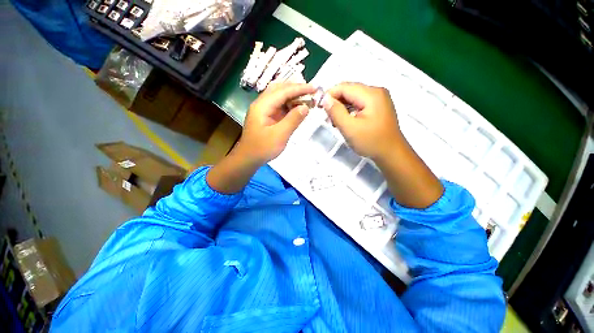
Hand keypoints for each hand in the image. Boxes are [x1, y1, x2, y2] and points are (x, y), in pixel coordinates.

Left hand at [235, 83, 315, 163]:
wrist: (249, 158)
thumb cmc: (263, 148)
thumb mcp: (280, 135)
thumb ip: (293, 120)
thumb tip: (306, 106)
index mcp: (262, 106)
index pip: (283, 91)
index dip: (299, 89)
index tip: (314, 88)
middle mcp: (262, 104)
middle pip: (279, 89)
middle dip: (296, 89)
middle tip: (311, 92)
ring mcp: (263, 110)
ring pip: (279, 96)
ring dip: (293, 96)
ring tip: (307, 98)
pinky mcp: (266, 116)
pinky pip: (279, 106)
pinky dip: (289, 105)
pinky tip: (297, 108)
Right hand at [323, 82, 442, 207]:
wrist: (391, 154)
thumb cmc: (371, 142)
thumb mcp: (349, 128)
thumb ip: (336, 112)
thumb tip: (325, 99)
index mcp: (371, 94)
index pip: (344, 87)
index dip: (329, 95)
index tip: (319, 107)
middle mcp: (376, 92)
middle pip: (349, 90)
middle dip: (335, 102)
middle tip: (328, 117)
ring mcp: (379, 99)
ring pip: (353, 97)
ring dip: (341, 107)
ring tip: (335, 122)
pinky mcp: (378, 107)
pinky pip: (359, 103)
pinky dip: (349, 110)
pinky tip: (345, 121)